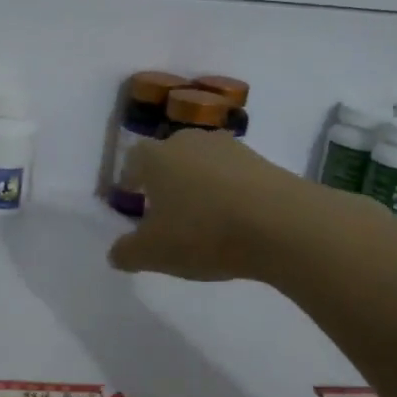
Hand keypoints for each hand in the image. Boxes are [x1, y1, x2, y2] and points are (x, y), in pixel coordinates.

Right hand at [107, 131, 319, 281]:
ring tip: (202, 217)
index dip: (131, 178)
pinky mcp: (264, 162)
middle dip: (165, 179)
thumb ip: (127, 253)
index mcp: (157, 157)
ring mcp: (231, 149)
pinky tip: (235, 220)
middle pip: (171, 156)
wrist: (281, 224)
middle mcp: (191, 142)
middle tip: (165, 209)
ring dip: (200, 184)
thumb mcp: (153, 253)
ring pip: (204, 163)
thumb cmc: (203, 233)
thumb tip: (116, 253)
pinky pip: (235, 176)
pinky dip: (229, 193)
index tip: (132, 197)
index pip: (134, 158)